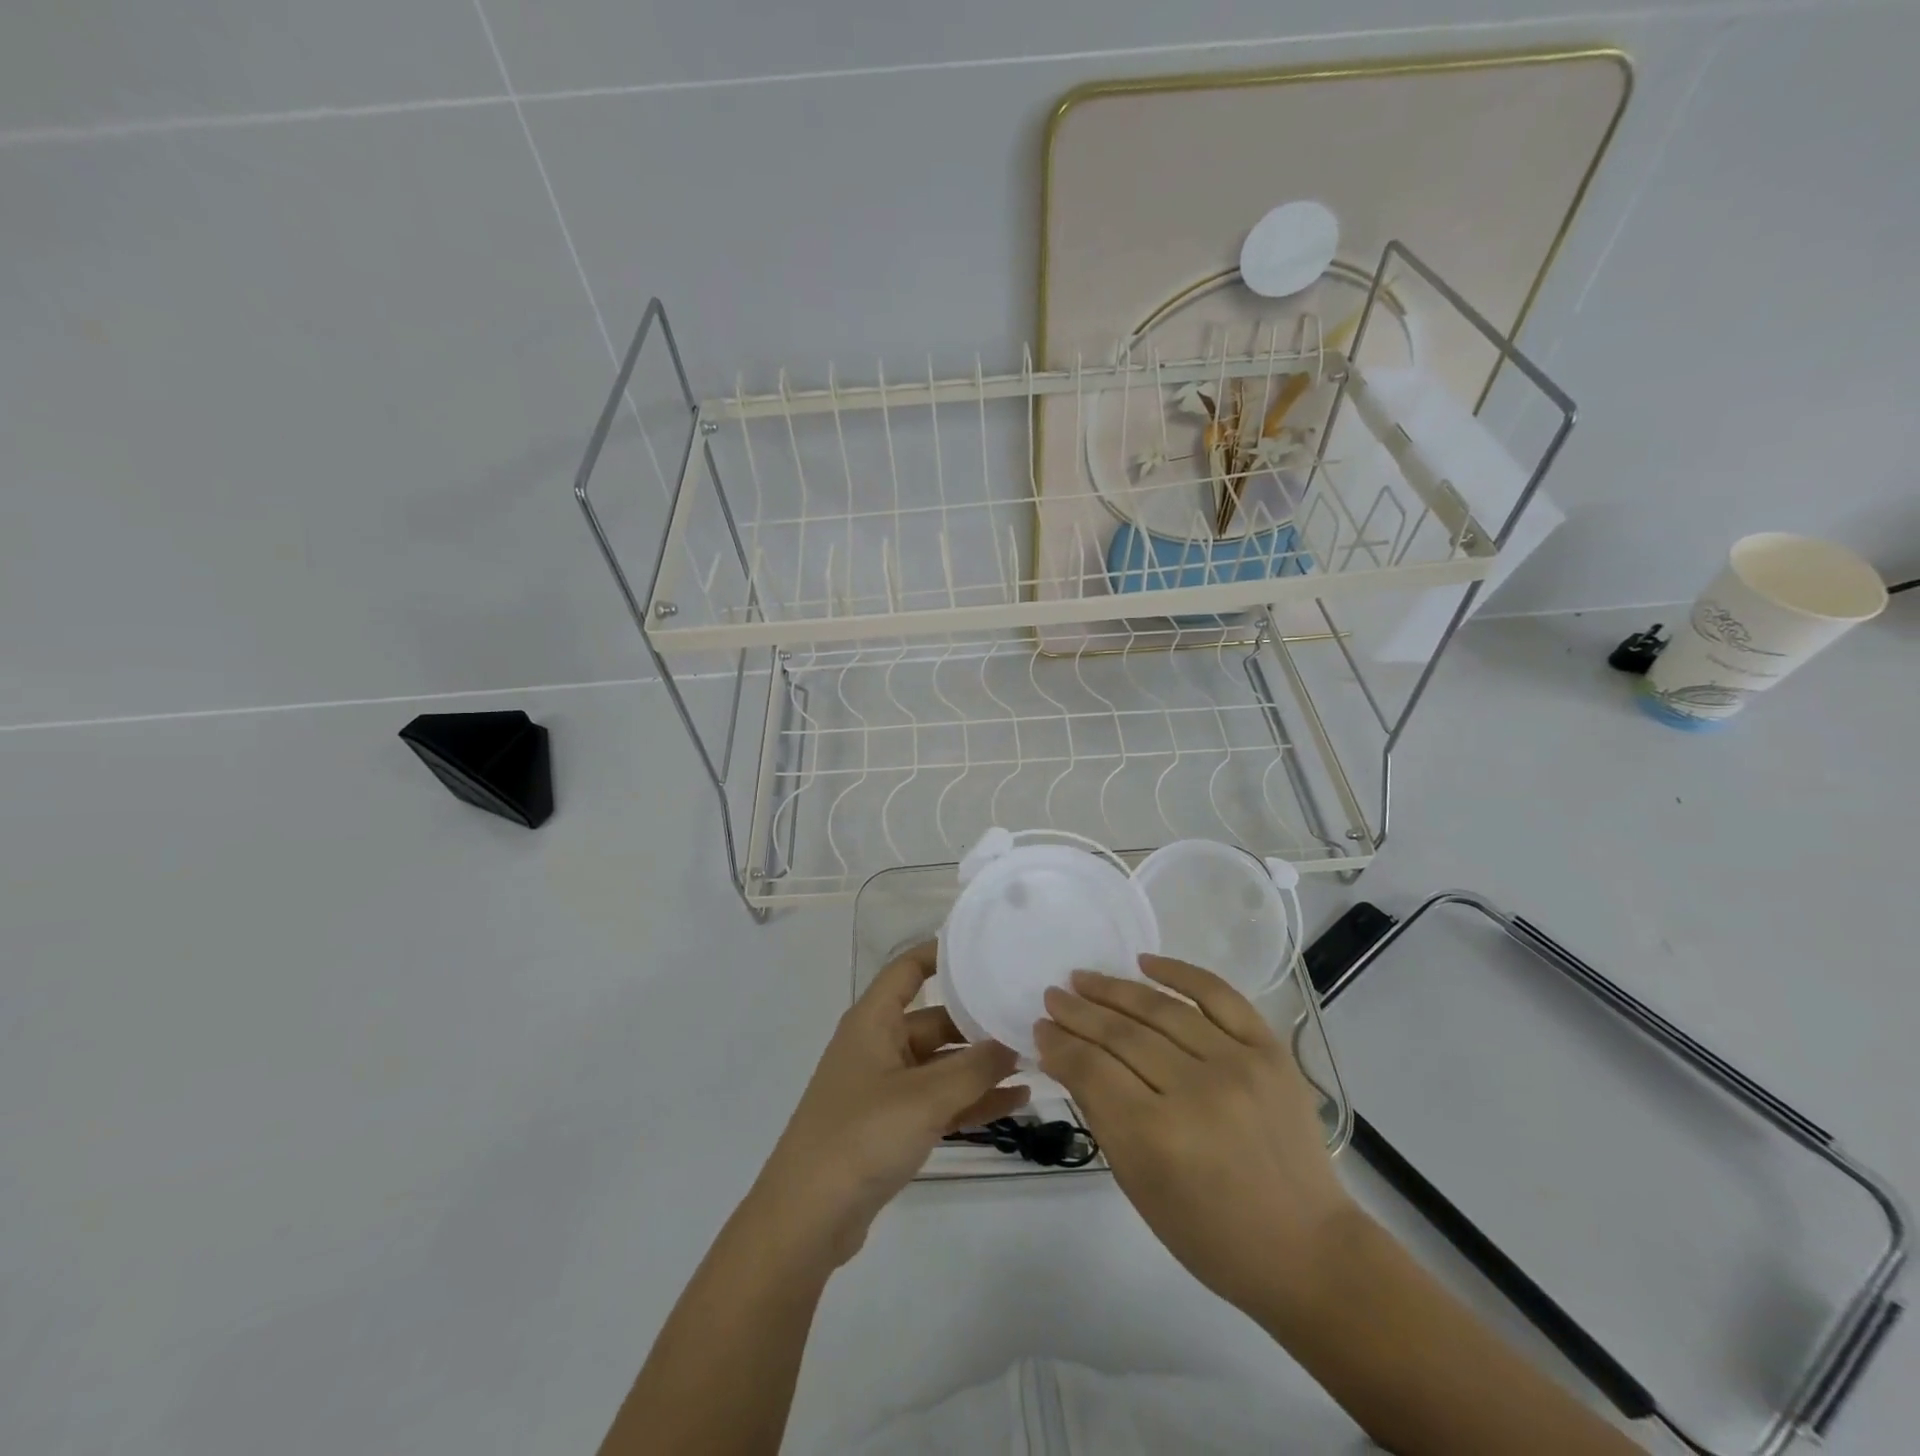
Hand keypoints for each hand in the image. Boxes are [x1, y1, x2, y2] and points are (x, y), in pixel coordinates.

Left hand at [756, 941, 1028, 1266]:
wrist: (808, 1219)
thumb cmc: (861, 1136)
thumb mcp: (925, 1097)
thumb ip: (974, 1068)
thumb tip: (1013, 1041)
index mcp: (874, 1021)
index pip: (908, 970)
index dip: (941, 953)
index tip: (985, 948)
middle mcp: (879, 1045)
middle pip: (935, 1020)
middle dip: (978, 1021)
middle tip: (1027, 1016)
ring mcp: (886, 1087)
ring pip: (943, 1064)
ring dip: (982, 1066)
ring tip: (1033, 1059)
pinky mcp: (893, 1125)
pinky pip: (940, 1100)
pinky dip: (972, 1099)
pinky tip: (1016, 1100)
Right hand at [1036, 954, 1354, 1314]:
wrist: (1305, 1249)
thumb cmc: (1209, 1234)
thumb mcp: (1138, 1184)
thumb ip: (1099, 1113)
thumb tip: (1065, 1057)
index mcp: (1157, 1137)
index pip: (1091, 1068)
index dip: (1059, 1043)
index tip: (1040, 1027)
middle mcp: (1196, 1091)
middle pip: (1121, 1034)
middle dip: (1078, 1011)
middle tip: (1053, 995)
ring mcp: (1238, 1065)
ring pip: (1161, 1009)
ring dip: (1115, 989)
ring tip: (1083, 977)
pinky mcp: (1270, 1051)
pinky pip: (1219, 995)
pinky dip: (1180, 972)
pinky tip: (1146, 962)